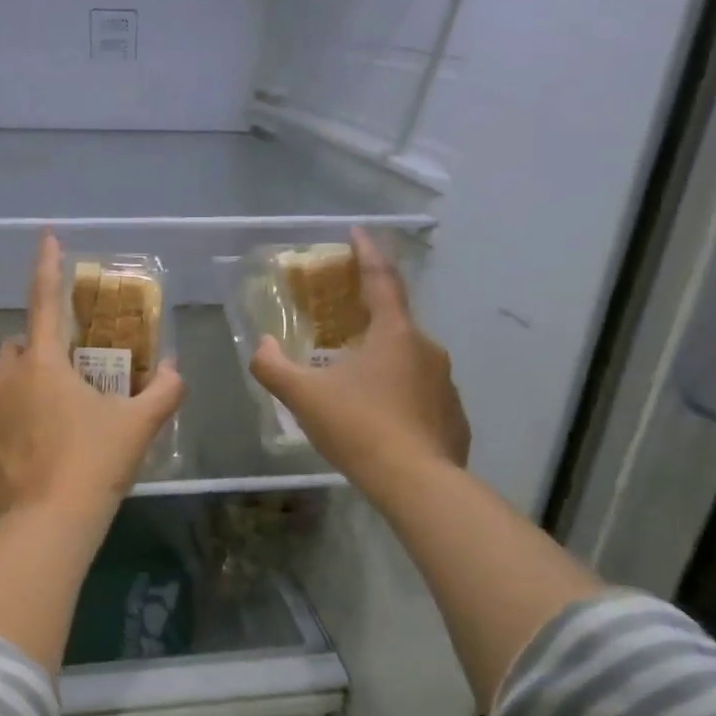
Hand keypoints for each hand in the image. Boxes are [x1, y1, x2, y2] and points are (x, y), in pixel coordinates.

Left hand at [0, 234, 185, 520]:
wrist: (48, 523)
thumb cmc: (95, 462)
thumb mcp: (138, 426)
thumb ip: (165, 391)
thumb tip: (177, 370)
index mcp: (43, 363)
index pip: (45, 300)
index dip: (47, 266)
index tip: (46, 237)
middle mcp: (4, 378)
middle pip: (20, 348)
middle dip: (41, 353)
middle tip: (70, 381)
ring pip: (2, 384)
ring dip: (23, 390)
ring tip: (51, 424)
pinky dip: (9, 426)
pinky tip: (32, 455)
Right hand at [250, 227, 470, 490]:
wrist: (417, 483)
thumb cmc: (359, 427)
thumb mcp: (303, 396)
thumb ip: (273, 366)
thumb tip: (262, 345)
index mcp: (394, 334)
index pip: (381, 280)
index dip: (367, 253)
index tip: (357, 231)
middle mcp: (427, 349)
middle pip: (393, 324)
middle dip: (367, 321)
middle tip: (340, 330)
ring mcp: (446, 383)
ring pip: (408, 361)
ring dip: (382, 364)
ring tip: (355, 387)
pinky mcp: (453, 415)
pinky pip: (420, 394)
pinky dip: (399, 397)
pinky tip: (380, 421)